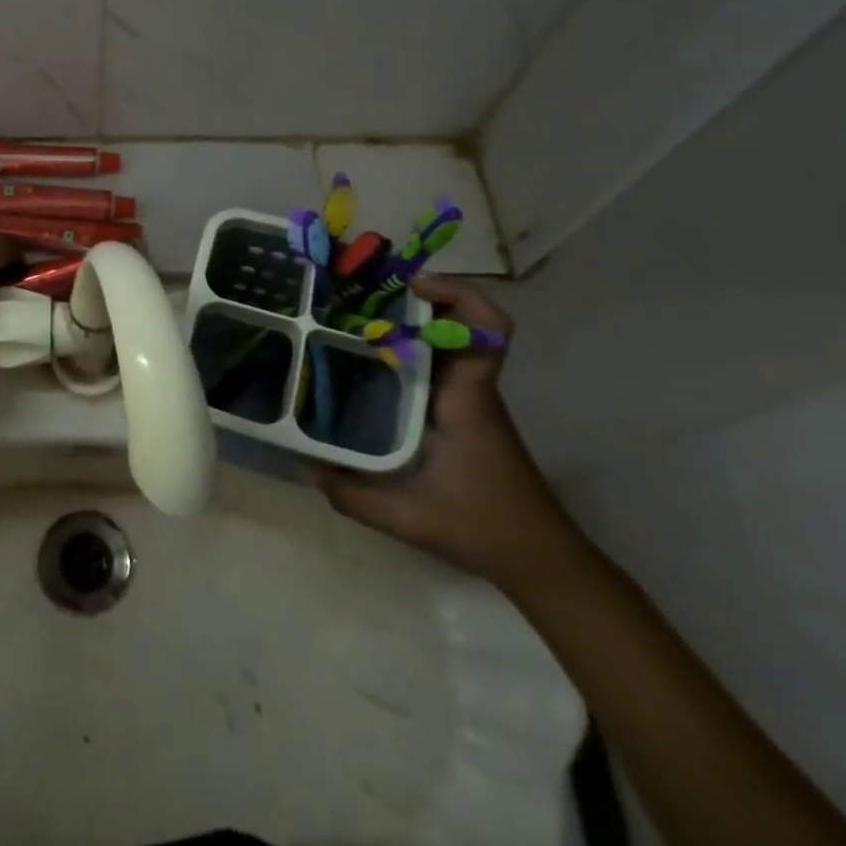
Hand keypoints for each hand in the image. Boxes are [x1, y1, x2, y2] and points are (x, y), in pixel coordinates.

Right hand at [315, 276, 586, 591]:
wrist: (540, 560)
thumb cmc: (483, 528)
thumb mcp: (408, 518)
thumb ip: (352, 494)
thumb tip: (305, 466)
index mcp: (466, 398)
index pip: (487, 331)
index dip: (459, 295)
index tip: (411, 285)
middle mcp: (469, 388)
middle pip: (458, 321)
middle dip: (412, 297)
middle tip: (359, 291)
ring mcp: (467, 398)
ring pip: (444, 340)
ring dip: (407, 319)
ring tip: (353, 313)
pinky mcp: (462, 411)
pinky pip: (435, 363)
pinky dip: (406, 349)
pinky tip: (367, 359)